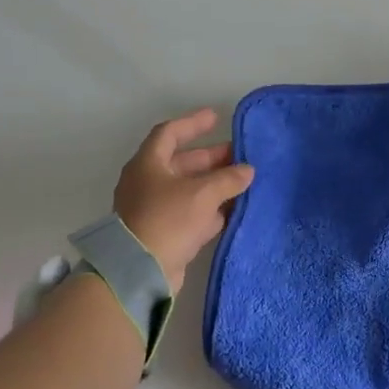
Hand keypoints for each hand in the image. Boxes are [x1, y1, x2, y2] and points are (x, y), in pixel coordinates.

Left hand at [113, 109, 254, 292]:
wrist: (140, 270)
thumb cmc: (167, 220)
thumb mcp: (202, 194)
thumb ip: (228, 179)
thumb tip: (247, 170)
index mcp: (148, 164)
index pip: (170, 133)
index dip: (193, 123)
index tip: (216, 117)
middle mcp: (148, 183)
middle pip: (182, 163)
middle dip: (211, 158)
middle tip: (239, 155)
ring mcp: (154, 209)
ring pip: (188, 189)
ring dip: (214, 185)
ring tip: (243, 181)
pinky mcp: (163, 233)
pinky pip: (190, 213)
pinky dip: (210, 209)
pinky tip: (232, 210)